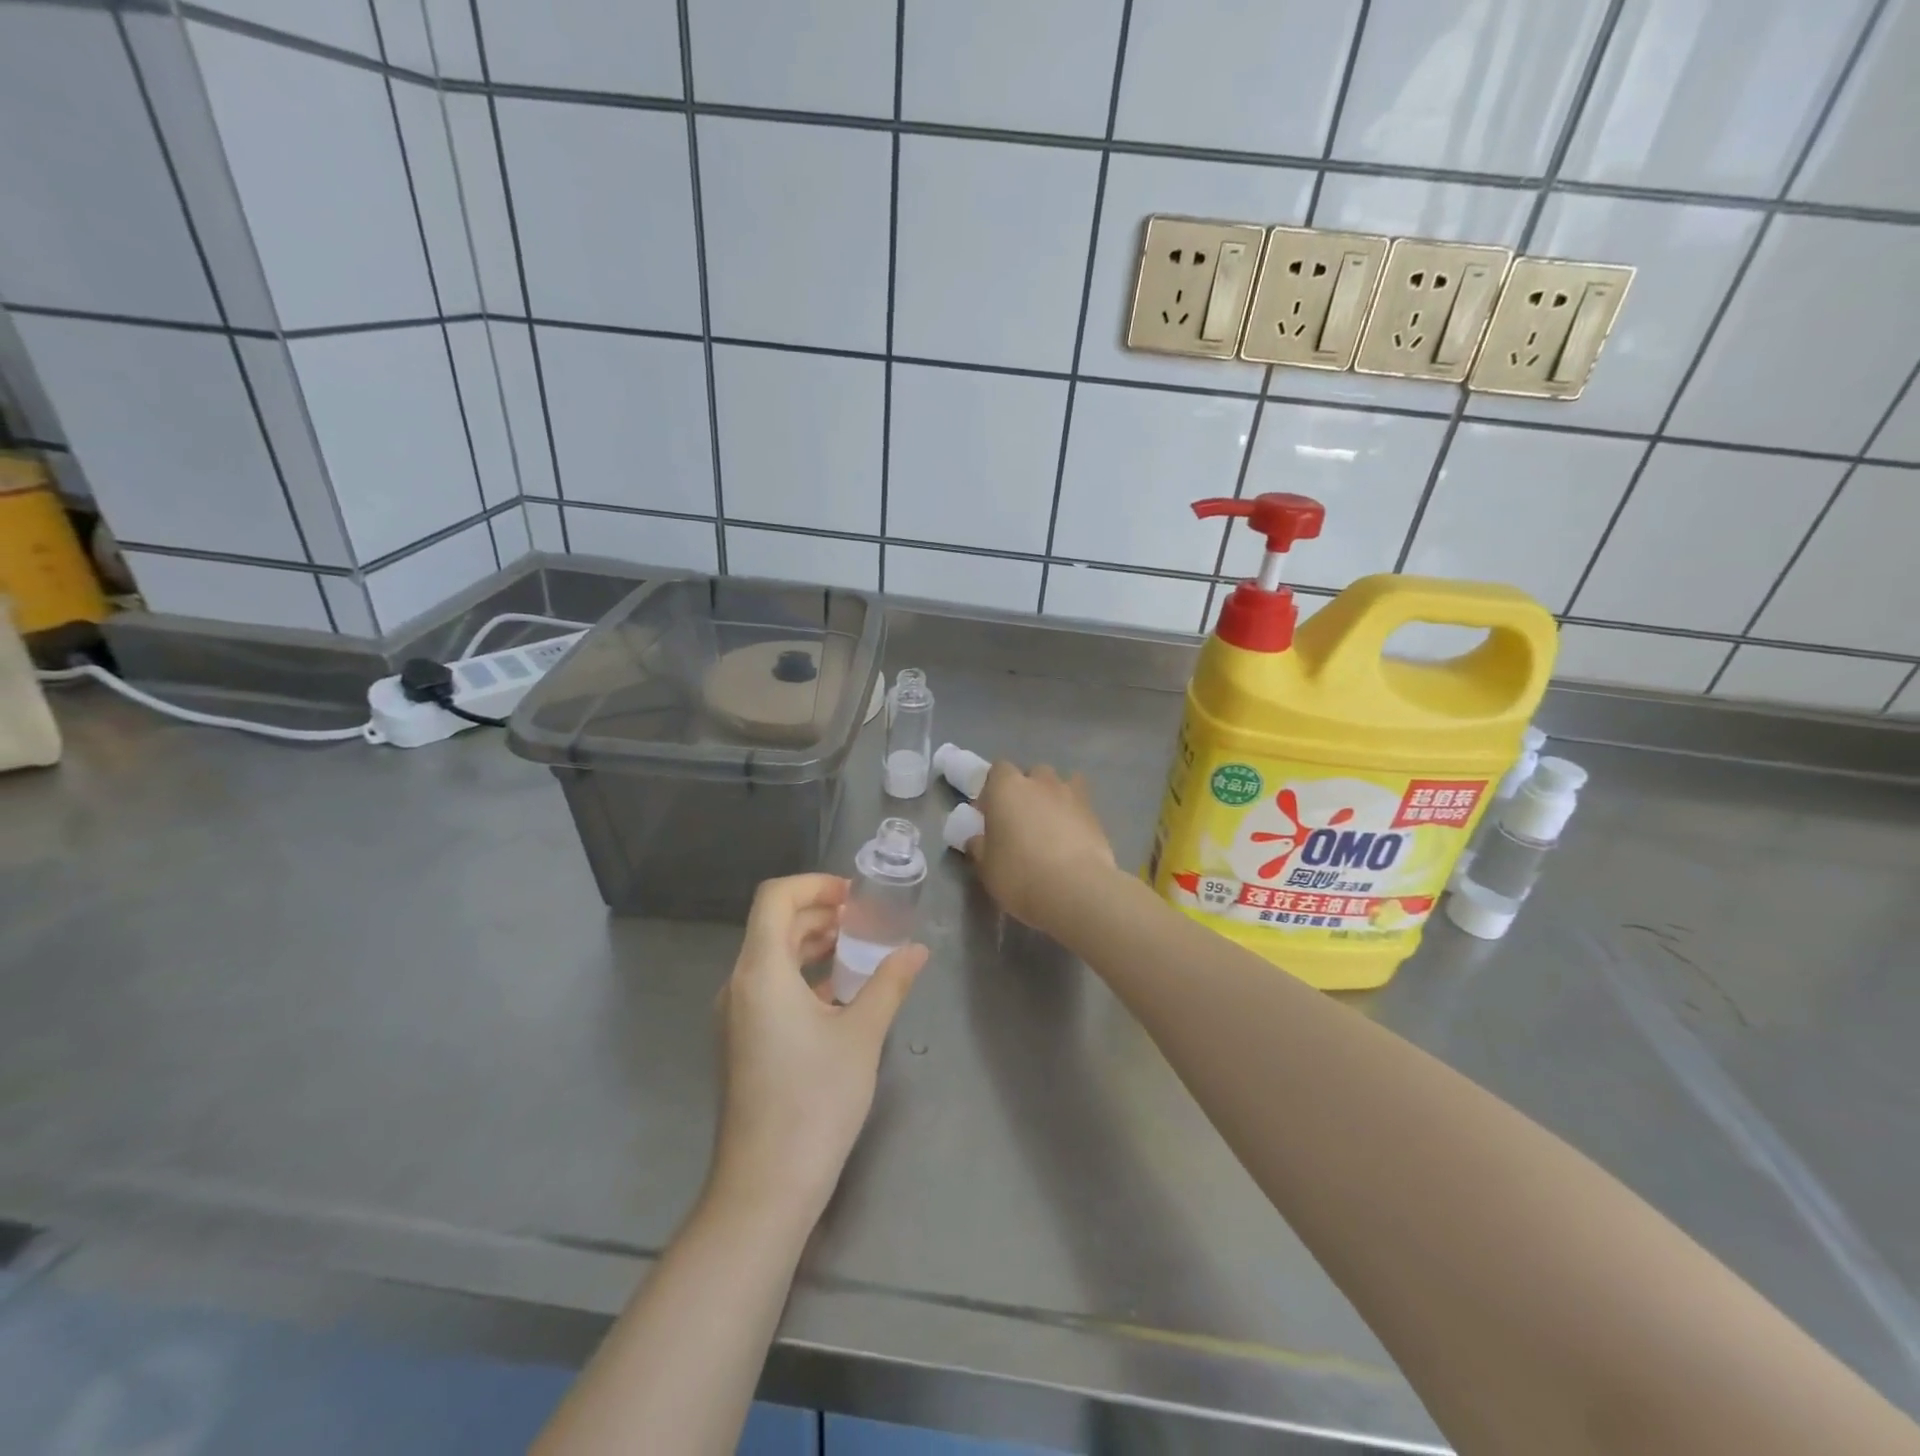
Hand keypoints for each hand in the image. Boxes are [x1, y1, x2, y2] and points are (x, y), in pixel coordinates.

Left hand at [709, 874, 927, 1224]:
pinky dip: (801, 974)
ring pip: (770, 956)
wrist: (765, 1186)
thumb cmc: (815, 1100)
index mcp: (761, 971)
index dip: (815, 884)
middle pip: (774, 924)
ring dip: (811, 942)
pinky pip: (768, 987)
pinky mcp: (741, 1041)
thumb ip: (889, 983)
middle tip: (865, 919)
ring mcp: (735, 1015)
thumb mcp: (862, 1035)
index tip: (855, 895)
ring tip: (856, 949)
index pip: (776, 898)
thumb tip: (916, 950)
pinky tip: (837, 994)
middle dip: (820, 911)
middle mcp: (739, 985)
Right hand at [967, 763, 1118, 937]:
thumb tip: (977, 839)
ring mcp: (1071, 795)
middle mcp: (1040, 782)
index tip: (990, 813)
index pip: (998, 770)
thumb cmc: (1020, 875)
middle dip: (1026, 790)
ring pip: (1060, 785)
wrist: (1076, 890)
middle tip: (1021, 820)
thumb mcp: (986, 867)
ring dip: (1053, 799)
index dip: (993, 789)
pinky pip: (1080, 805)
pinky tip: (1071, 839)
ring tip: (1050, 827)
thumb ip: (979, 847)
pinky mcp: (1095, 814)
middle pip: (1032, 774)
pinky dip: (1074, 815)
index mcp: (1007, 788)